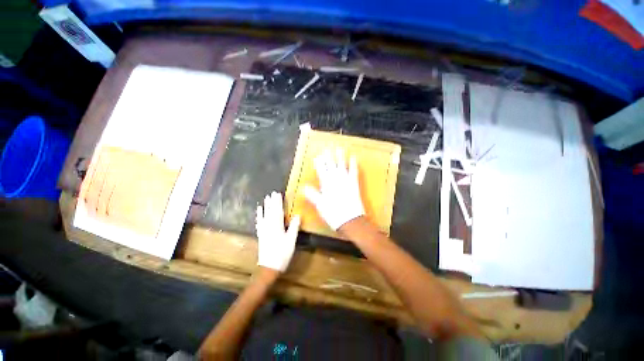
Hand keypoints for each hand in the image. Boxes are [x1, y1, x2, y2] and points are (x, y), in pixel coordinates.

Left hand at [256, 192, 300, 271]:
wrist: (269, 267)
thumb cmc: (282, 254)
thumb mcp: (291, 241)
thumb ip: (294, 227)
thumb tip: (297, 215)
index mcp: (277, 226)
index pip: (278, 211)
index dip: (278, 202)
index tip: (278, 193)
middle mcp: (269, 226)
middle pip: (271, 211)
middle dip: (272, 202)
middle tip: (272, 193)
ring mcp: (264, 230)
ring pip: (265, 215)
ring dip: (266, 206)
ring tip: (266, 198)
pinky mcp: (261, 234)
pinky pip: (260, 222)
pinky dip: (259, 215)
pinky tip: (259, 210)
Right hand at [304, 149, 364, 230]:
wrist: (350, 220)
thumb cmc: (333, 213)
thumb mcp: (320, 205)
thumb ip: (312, 195)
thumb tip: (303, 187)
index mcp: (326, 184)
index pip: (321, 171)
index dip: (319, 163)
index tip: (317, 156)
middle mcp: (336, 180)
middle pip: (331, 166)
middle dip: (328, 157)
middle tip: (327, 149)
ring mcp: (346, 181)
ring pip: (342, 166)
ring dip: (340, 157)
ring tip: (339, 149)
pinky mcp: (354, 184)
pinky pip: (354, 172)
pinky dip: (353, 165)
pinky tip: (353, 158)